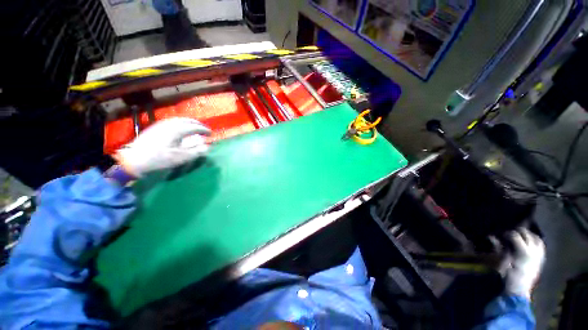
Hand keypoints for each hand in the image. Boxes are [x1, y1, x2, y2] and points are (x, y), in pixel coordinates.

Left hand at [116, 117, 210, 176]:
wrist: (134, 159)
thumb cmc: (160, 159)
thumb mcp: (181, 158)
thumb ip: (196, 151)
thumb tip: (207, 146)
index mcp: (178, 130)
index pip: (195, 127)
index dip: (204, 130)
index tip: (211, 134)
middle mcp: (171, 124)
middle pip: (188, 120)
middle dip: (198, 124)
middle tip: (204, 129)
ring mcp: (162, 124)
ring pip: (179, 119)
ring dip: (189, 122)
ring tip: (194, 127)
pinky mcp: (156, 126)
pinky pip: (172, 121)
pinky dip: (181, 123)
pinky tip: (181, 128)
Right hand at [504, 228, 544, 297]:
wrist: (519, 290)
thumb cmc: (508, 275)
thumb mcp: (502, 262)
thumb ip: (499, 248)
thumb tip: (491, 237)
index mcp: (523, 252)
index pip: (515, 235)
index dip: (507, 233)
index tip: (501, 235)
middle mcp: (533, 251)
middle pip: (527, 234)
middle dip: (519, 231)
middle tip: (510, 233)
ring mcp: (539, 255)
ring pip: (537, 238)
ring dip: (529, 235)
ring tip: (521, 236)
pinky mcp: (541, 259)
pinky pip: (541, 246)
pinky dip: (536, 241)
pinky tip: (530, 242)